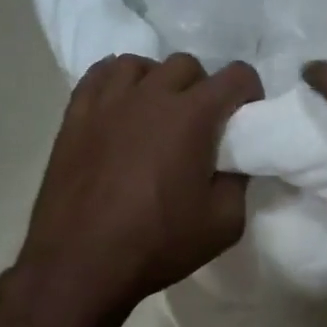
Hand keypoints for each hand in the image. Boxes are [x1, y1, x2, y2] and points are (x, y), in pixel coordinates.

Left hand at [9, 52, 262, 326]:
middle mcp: (150, 95)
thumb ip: (237, 182)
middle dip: (204, 88)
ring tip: (159, 114)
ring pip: (141, 64)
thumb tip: (232, 162)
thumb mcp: (224, 224)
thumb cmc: (158, 244)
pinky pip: (100, 75)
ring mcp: (108, 101)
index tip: (246, 118)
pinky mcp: (76, 115)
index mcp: (192, 117)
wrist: (82, 262)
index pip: (236, 76)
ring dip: (159, 82)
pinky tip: (122, 108)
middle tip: (203, 125)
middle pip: (188, 65)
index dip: (250, 93)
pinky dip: (119, 83)